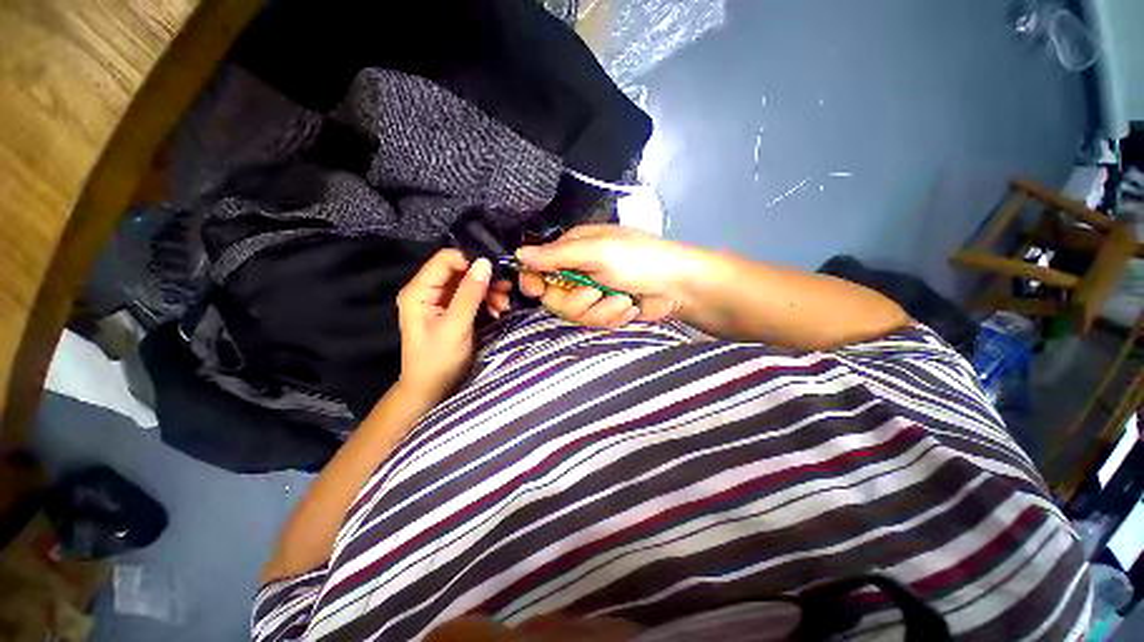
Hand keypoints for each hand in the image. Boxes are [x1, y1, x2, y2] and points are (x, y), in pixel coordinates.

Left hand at [397, 250, 490, 404]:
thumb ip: (469, 295)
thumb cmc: (438, 360)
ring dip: (489, 291)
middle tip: (505, 292)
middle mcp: (428, 290)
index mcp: (419, 291)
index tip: (496, 273)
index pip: (446, 259)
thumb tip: (485, 262)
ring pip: (470, 282)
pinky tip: (497, 310)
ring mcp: (441, 300)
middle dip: (484, 279)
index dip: (471, 261)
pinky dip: (487, 300)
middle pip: (460, 270)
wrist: (432, 389)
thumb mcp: (455, 327)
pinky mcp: (453, 310)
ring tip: (502, 306)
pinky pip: (473, 296)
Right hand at [496, 225, 699, 327]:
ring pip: (573, 314)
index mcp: (573, 250)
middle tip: (596, 292)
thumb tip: (519, 254)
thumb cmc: (640, 259)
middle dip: (576, 300)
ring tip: (622, 300)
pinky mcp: (604, 311)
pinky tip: (628, 308)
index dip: (534, 281)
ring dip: (600, 310)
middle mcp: (577, 272)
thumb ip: (558, 255)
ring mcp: (591, 294)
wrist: (678, 286)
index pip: (538, 267)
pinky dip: (612, 317)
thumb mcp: (598, 251)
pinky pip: (593, 322)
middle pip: (553, 298)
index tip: (537, 290)